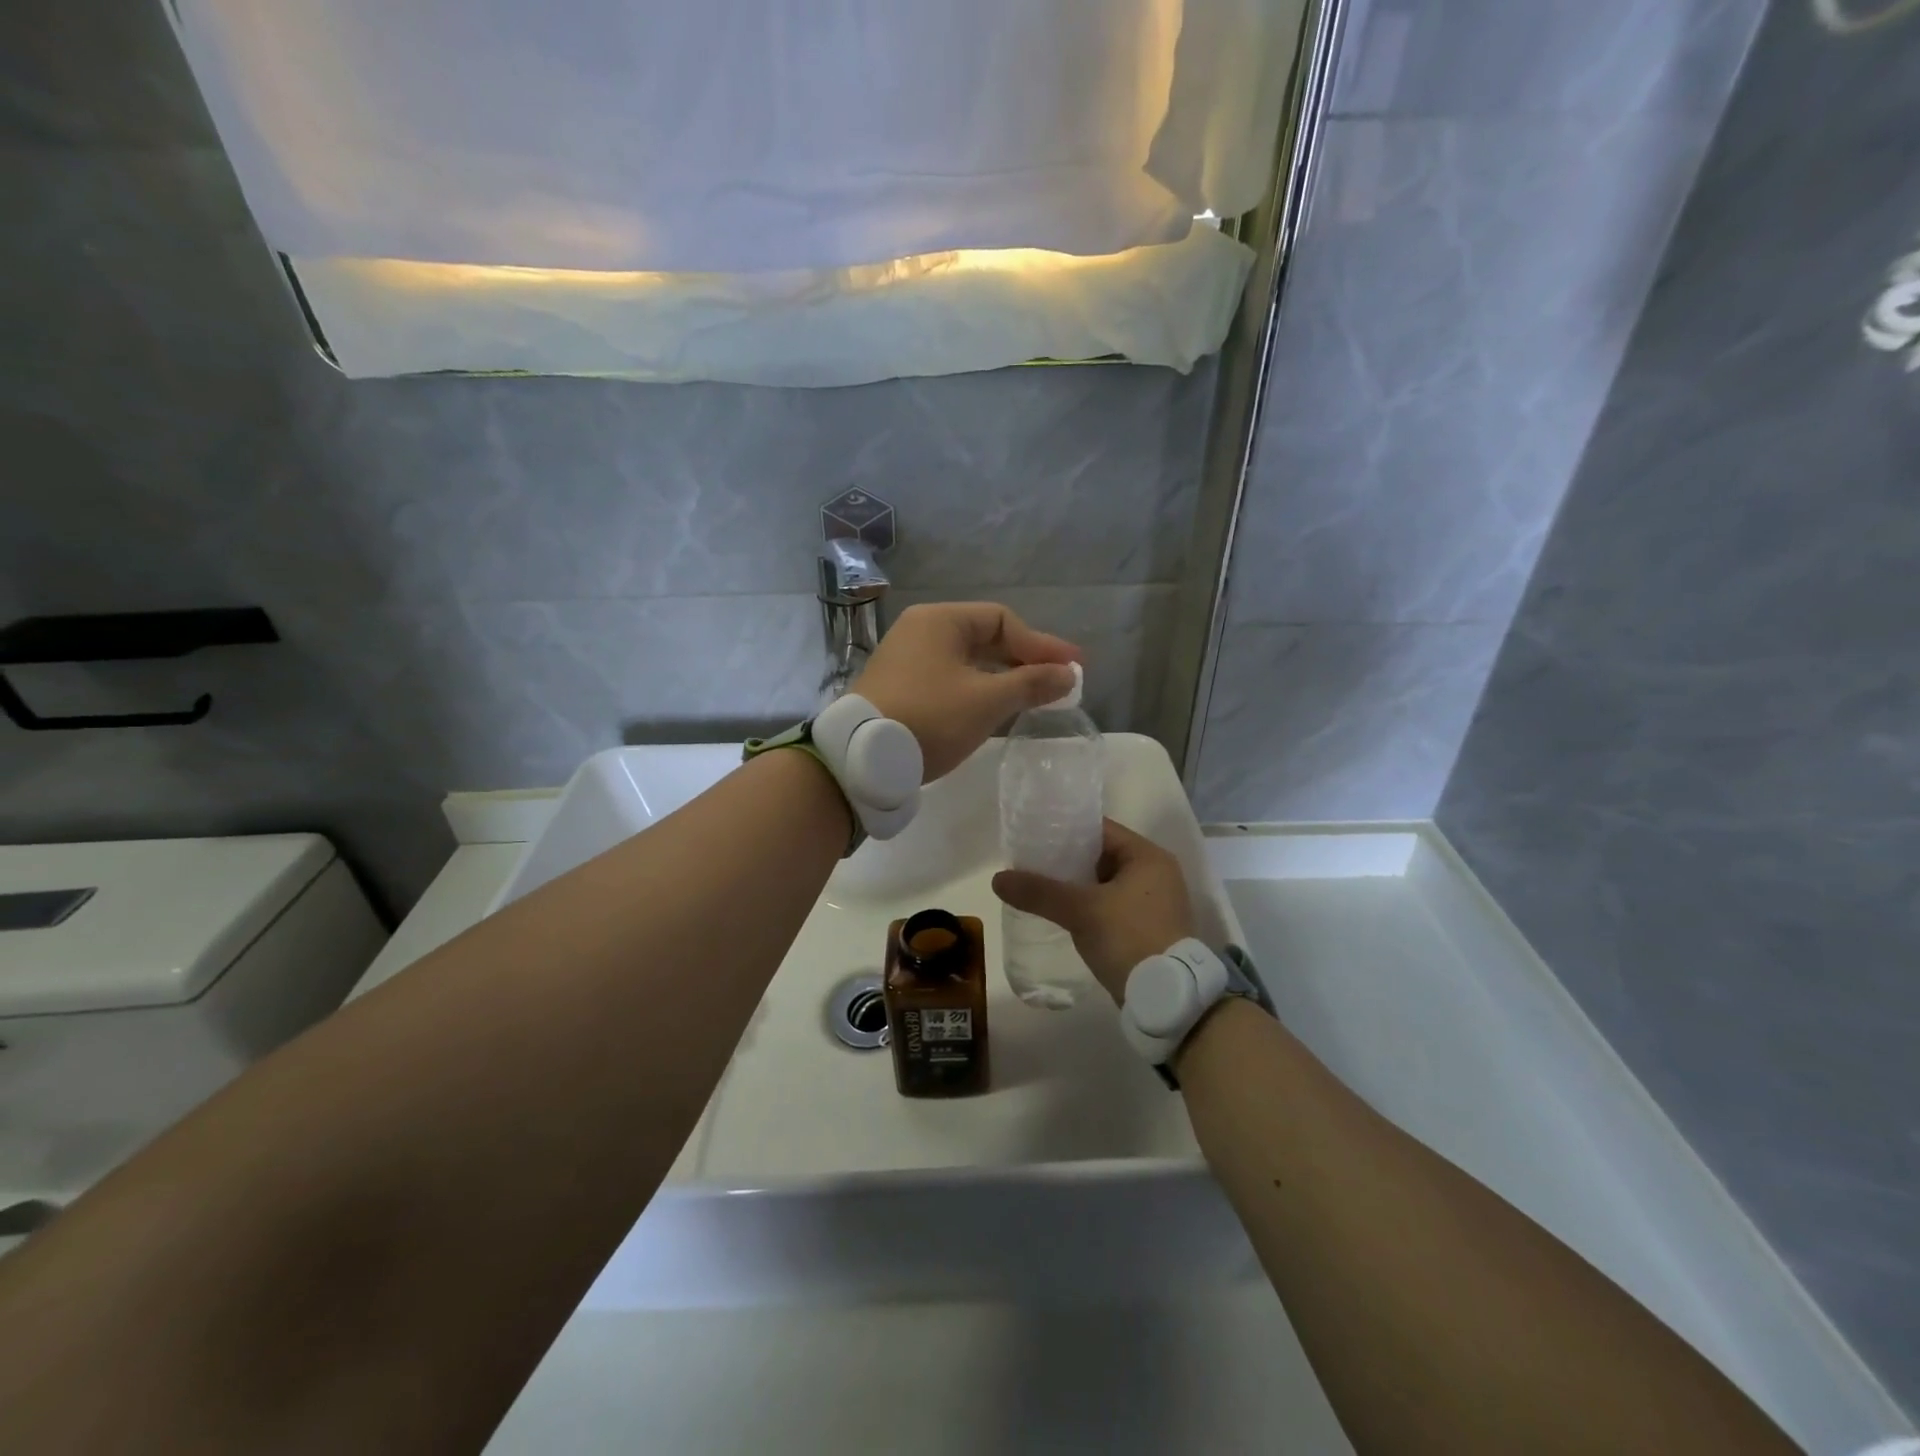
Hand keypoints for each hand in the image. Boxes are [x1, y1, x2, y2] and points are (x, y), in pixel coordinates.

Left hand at [853, 603, 1080, 782]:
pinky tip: (995, 707)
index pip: (1002, 620)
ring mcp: (905, 659)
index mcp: (940, 620)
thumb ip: (1031, 683)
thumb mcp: (987, 701)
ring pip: (966, 660)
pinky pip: (949, 678)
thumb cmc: (931, 718)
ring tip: (1033, 696)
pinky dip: (977, 688)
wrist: (863, 759)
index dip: (1041, 644)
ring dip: (1002, 676)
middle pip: (984, 637)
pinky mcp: (899, 687)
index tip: (1071, 667)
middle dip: (1023, 659)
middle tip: (1057, 681)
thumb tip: (1068, 674)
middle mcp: (920, 631)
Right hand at [991, 819, 1197, 1003]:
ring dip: (1076, 886)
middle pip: (1101, 856)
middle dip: (1066, 860)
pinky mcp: (1147, 928)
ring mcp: (1154, 902)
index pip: (1100, 829)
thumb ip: (1039, 891)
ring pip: (1104, 883)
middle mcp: (1156, 873)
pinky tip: (1061, 913)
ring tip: (1039, 886)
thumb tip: (998, 879)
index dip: (1065, 830)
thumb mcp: (1081, 910)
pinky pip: (1110, 905)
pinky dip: (1088, 906)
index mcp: (1148, 856)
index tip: (1034, 837)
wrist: (1165, 999)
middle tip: (1031, 863)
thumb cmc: (1129, 939)